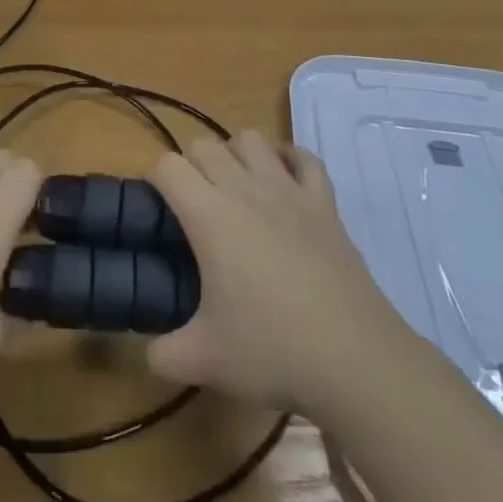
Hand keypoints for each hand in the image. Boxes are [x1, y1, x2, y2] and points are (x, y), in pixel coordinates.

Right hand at [146, 133, 405, 413]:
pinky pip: (304, 158)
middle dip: (191, 164)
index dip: (155, 179)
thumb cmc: (272, 350)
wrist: (352, 356)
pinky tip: (284, 179)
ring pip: (251, 139)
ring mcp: (288, 189)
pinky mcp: (324, 200)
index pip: (167, 166)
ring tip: (235, 187)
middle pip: (204, 144)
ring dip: (235, 153)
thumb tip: (150, 353)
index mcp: (209, 215)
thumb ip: (164, 354)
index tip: (157, 208)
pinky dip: (289, 159)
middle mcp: (244, 188)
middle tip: (193, 206)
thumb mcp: (205, 362)